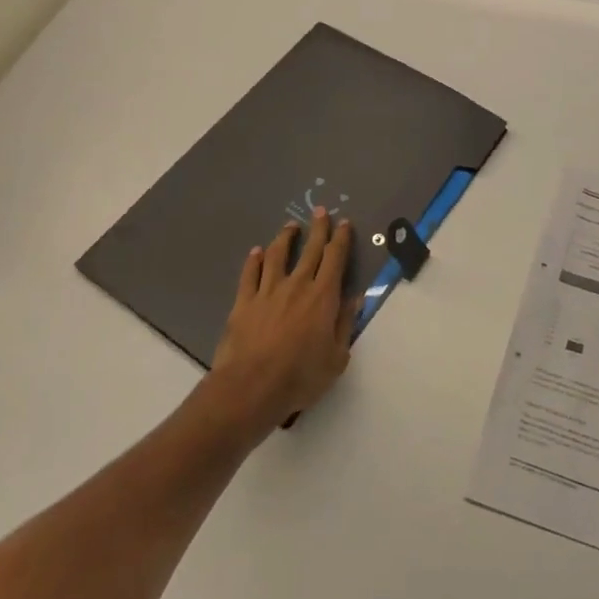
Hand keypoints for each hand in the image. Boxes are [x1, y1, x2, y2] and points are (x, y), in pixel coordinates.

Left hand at [208, 209, 358, 433]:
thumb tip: (355, 298)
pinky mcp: (243, 302)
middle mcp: (297, 285)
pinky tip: (256, 252)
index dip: (341, 239)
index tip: (344, 223)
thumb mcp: (336, 357)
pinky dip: (254, 261)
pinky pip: (250, 274)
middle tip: (321, 210)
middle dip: (318, 228)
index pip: (335, 259)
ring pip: (278, 256)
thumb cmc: (300, 376)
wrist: (251, 387)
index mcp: (323, 296)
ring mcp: (267, 291)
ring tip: (290, 226)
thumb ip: (345, 324)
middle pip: (310, 250)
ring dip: (286, 238)